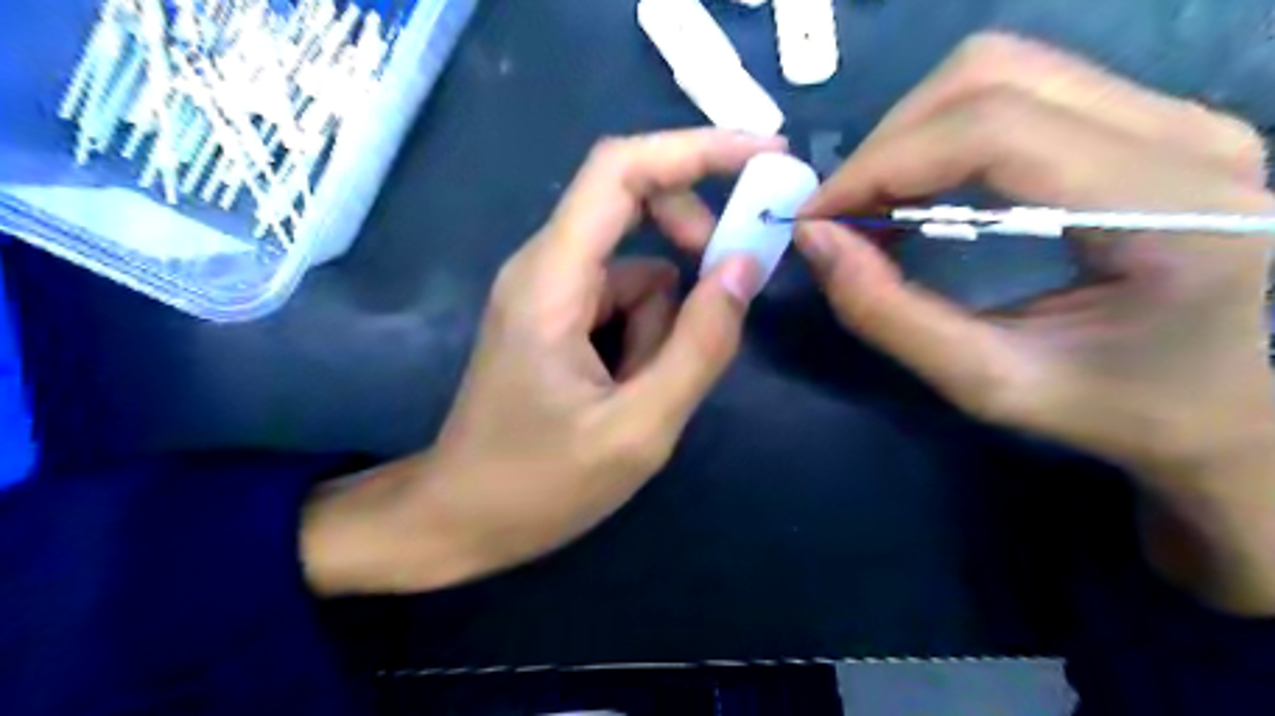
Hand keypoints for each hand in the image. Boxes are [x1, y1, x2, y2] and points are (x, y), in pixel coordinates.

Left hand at [305, 129, 776, 598]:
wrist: (460, 520)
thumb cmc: (538, 485)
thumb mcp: (638, 428)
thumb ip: (699, 346)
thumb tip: (744, 268)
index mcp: (552, 279)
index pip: (622, 170)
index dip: (696, 149)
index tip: (765, 156)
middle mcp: (545, 267)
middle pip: (634, 208)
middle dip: (690, 248)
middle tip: (720, 308)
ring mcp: (549, 293)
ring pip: (638, 272)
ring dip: (662, 327)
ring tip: (640, 396)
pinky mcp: (557, 319)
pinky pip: (622, 303)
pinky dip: (644, 340)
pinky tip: (625, 394)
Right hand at [794, 32, 1274, 608]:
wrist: (1240, 408)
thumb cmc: (1124, 411)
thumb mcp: (991, 384)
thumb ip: (890, 316)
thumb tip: (816, 242)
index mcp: (1167, 205)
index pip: (993, 128)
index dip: (883, 164)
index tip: (818, 219)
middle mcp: (1183, 131)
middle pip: (990, 73)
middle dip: (888, 143)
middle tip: (843, 215)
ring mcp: (1173, 114)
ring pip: (1001, 71)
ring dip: (911, 135)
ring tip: (874, 205)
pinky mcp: (1147, 122)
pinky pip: (1019, 94)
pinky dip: (942, 136)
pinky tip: (919, 192)